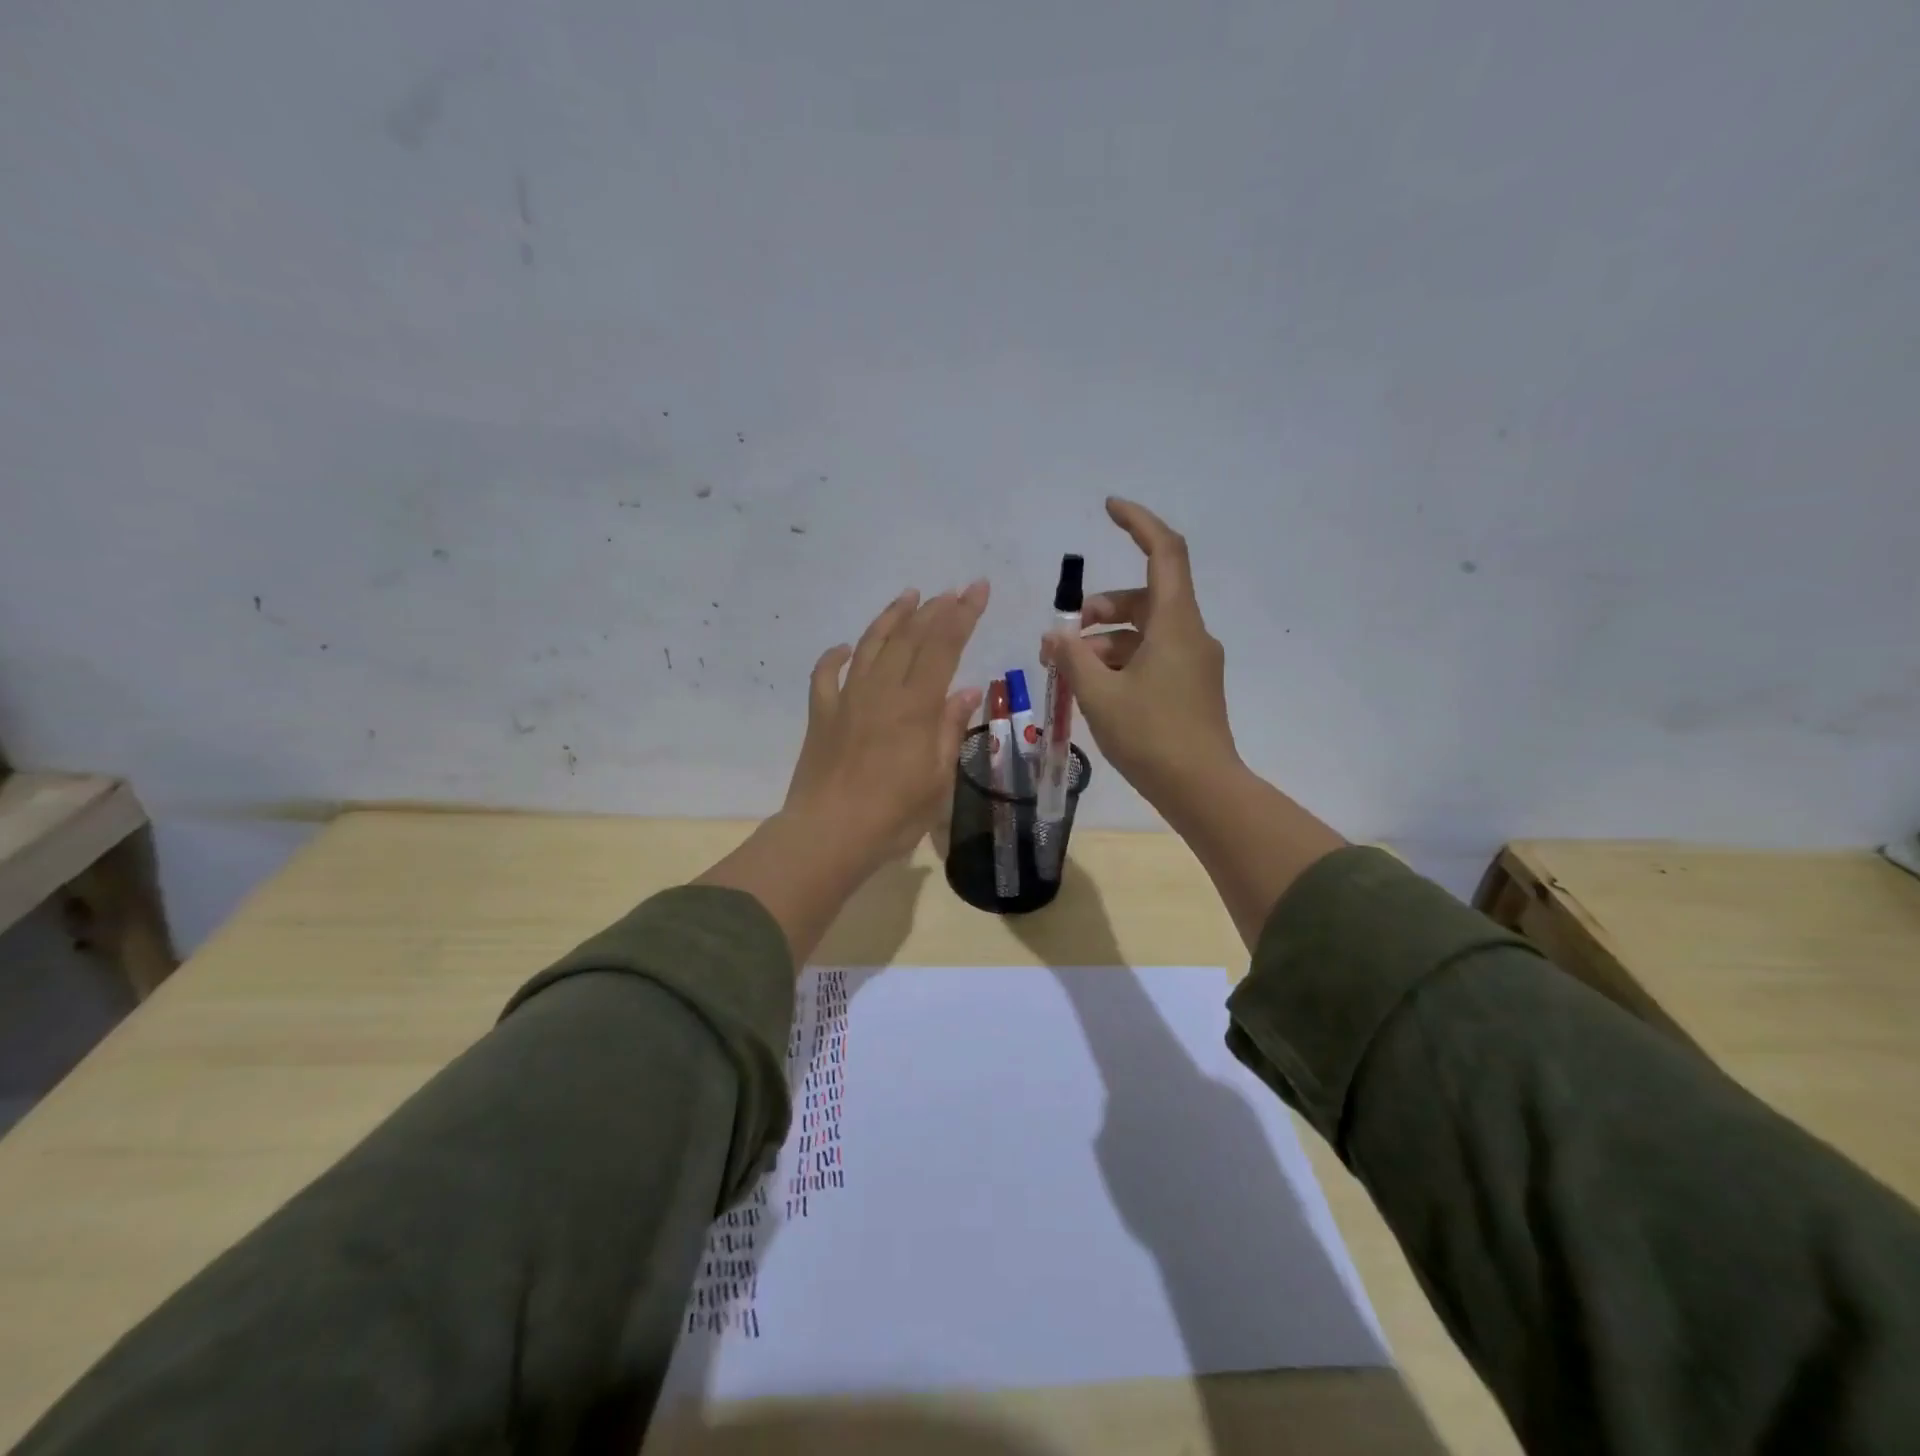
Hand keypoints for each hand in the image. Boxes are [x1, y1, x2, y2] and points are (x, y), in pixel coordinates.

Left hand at [699, 581, 988, 967]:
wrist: (828, 834)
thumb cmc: (893, 815)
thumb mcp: (937, 779)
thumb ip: (950, 730)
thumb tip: (967, 690)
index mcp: (916, 706)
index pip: (944, 646)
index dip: (963, 614)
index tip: (978, 588)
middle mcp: (881, 691)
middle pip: (909, 638)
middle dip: (934, 609)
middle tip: (952, 590)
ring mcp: (847, 699)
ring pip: (870, 646)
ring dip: (890, 618)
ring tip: (908, 596)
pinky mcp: (821, 714)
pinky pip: (825, 675)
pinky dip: (835, 656)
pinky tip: (844, 648)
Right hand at [1042, 498, 1237, 812]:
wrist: (1202, 790)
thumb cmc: (1151, 737)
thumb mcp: (1099, 695)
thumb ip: (1072, 658)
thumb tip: (1054, 635)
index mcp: (1176, 623)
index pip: (1165, 552)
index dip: (1138, 523)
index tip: (1108, 508)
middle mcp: (1191, 634)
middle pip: (1144, 598)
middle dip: (1099, 610)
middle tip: (1062, 639)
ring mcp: (1194, 662)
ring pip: (1144, 632)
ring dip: (1105, 642)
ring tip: (1069, 671)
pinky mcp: (1191, 687)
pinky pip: (1152, 658)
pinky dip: (1121, 662)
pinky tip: (1095, 690)